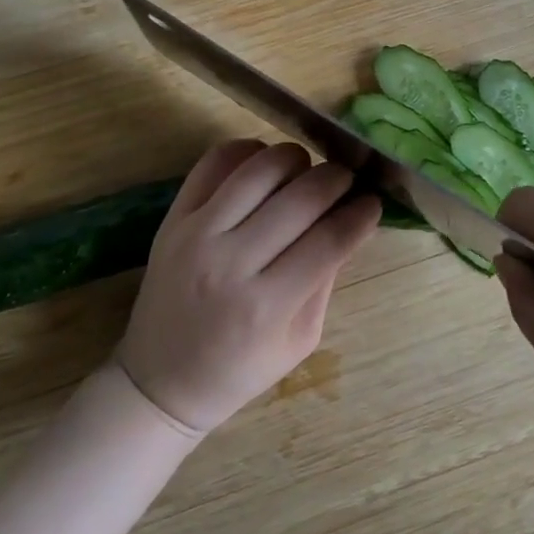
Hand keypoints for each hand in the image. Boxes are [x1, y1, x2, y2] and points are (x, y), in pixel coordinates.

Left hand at [118, 139, 380, 433]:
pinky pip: (213, 163)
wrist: (159, 381)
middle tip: (348, 181)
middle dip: (337, 179)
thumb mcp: (299, 341)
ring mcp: (197, 234)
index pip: (330, 240)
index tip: (373, 203)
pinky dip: (246, 151)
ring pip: (260, 169)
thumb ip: (325, 281)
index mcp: (267, 305)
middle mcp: (231, 262)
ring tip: (307, 170)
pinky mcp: (173, 217)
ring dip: (296, 160)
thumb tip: (352, 224)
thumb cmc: (238, 370)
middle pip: (301, 197)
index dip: (361, 215)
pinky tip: (264, 164)